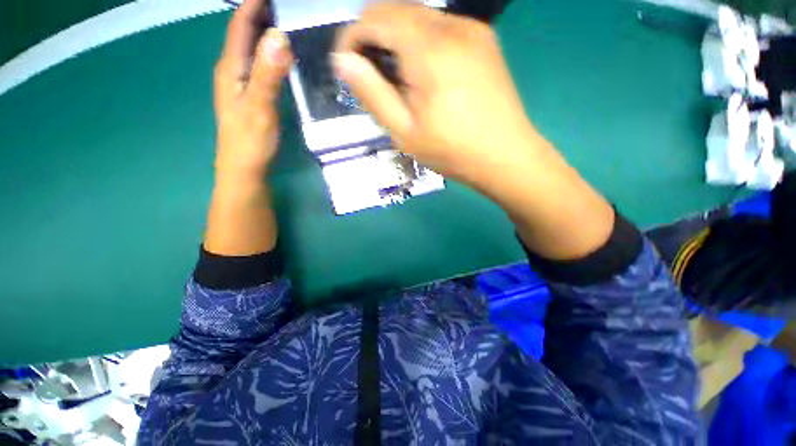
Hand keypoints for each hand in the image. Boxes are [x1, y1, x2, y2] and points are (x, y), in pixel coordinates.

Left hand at [213, 0, 292, 179]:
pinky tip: (279, 53)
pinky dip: (267, 52)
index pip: (240, 25)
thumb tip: (279, 36)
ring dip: (263, 30)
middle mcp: (232, 70)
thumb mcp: (260, 107)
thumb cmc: (250, 141)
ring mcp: (240, 83)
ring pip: (250, 48)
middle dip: (259, 13)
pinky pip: (257, 64)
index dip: (254, 5)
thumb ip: (268, 74)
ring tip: (283, 19)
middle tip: (283, 6)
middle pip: (244, 32)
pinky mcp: (249, 95)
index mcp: (231, 68)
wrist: (244, 168)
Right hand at [336, 4, 614, 260]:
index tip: (348, 68)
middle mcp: (452, 26)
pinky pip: (441, 28)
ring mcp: (472, 30)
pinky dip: (421, 43)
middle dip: (374, 38)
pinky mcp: (484, 40)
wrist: (505, 156)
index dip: (352, 38)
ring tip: (399, 81)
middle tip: (373, 78)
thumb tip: (343, 60)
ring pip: (418, 17)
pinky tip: (425, 75)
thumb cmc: (452, 151)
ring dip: (398, 41)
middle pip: (396, 10)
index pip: (374, 17)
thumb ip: (372, 92)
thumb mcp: (404, 131)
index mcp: (428, 49)